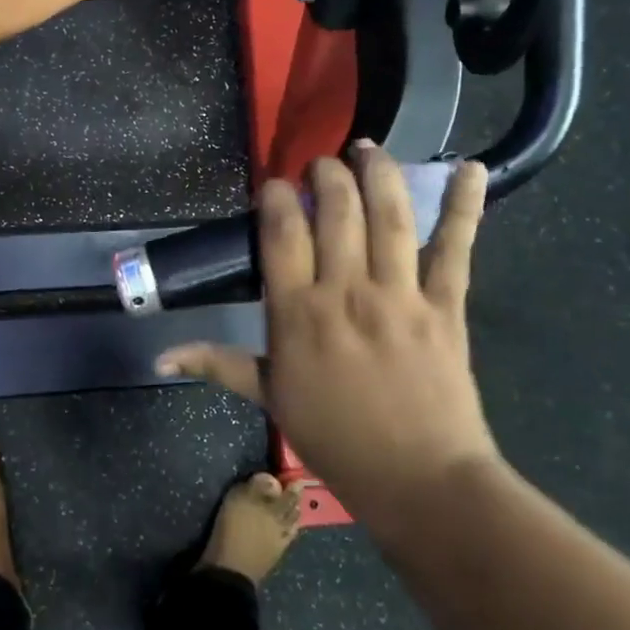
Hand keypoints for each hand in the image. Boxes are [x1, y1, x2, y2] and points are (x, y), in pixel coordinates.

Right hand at [158, 147, 499, 525]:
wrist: (420, 482)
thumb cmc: (336, 439)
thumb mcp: (270, 398)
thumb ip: (217, 364)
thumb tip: (160, 355)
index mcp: (297, 313)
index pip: (281, 232)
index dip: (274, 196)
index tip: (273, 184)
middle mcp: (345, 291)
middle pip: (334, 210)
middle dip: (325, 174)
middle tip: (321, 163)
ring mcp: (399, 295)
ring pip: (388, 217)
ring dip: (377, 172)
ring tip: (367, 147)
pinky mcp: (445, 305)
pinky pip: (456, 248)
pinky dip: (464, 205)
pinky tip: (469, 167)